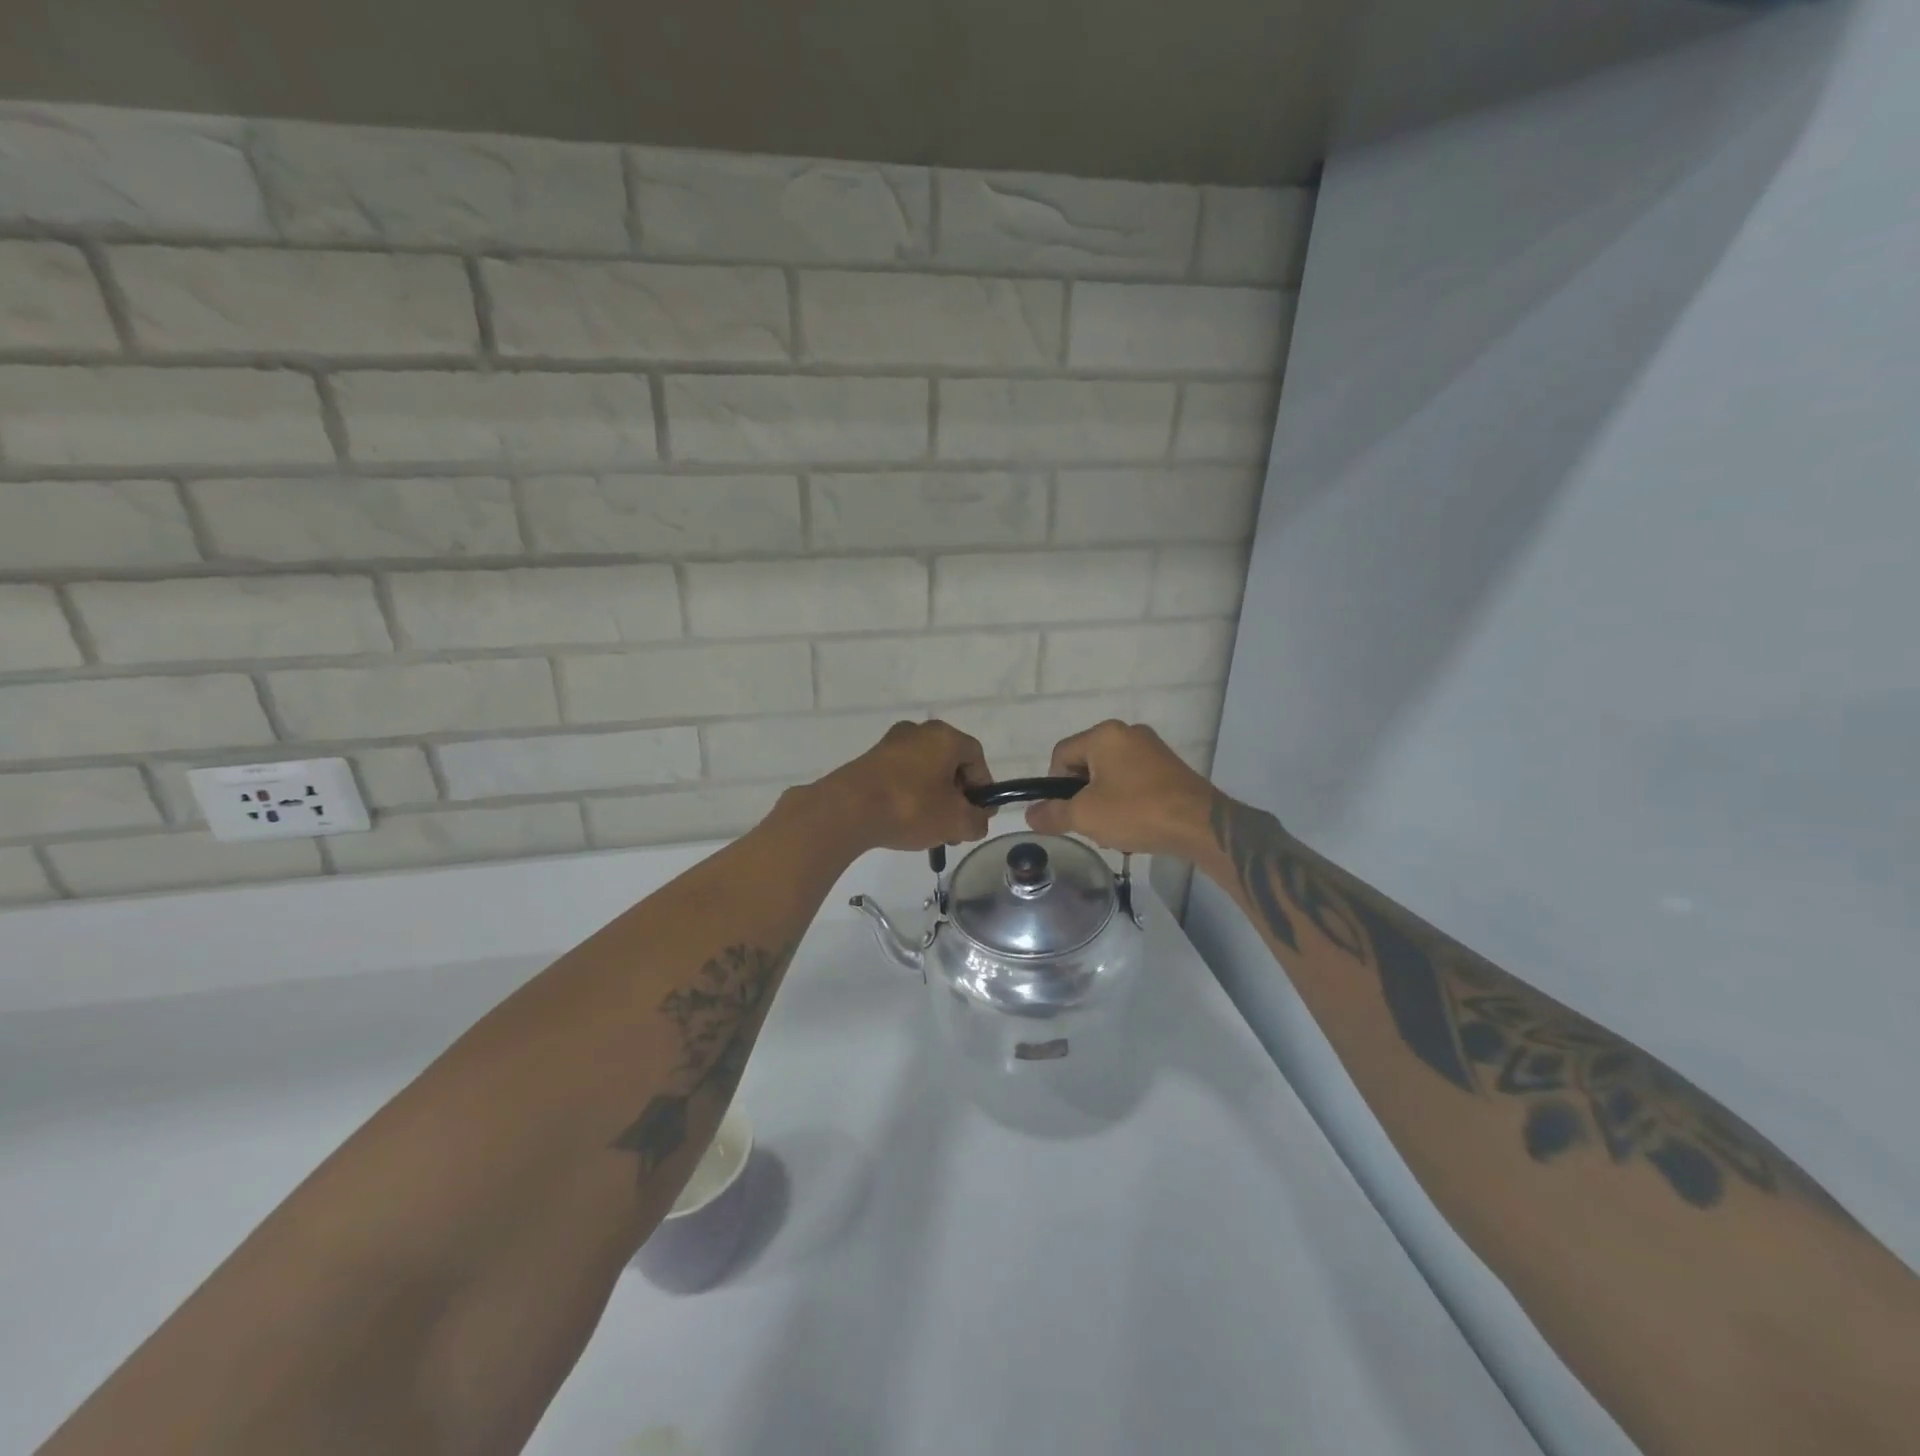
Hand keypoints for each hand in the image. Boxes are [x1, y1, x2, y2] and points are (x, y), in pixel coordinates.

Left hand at [816, 720, 992, 852]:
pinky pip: (902, 776)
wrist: (847, 810)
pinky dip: (910, 795)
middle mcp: (919, 731)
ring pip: (925, 771)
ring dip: (934, 798)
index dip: (983, 788)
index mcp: (945, 737)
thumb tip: (977, 820)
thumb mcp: (955, 821)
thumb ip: (977, 822)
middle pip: (950, 763)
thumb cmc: (911, 807)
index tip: (979, 815)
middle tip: (955, 826)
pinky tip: (905, 821)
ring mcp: (891, 744)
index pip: (976, 758)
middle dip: (957, 796)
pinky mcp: (870, 760)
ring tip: (930, 830)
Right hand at [1025, 720, 1213, 857]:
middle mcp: (1128, 732)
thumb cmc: (1136, 812)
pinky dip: (1127, 801)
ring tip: (1114, 829)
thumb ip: (1052, 814)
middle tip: (1089, 823)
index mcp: (1104, 734)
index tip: (1065, 812)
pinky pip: (1134, 780)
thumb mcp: (1085, 816)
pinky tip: (1135, 825)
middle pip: (1086, 764)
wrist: (1200, 825)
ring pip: (1110, 775)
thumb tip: (1030, 815)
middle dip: (1081, 796)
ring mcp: (1152, 749)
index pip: (1061, 754)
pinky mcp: (1169, 767)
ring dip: (1104, 801)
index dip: (1054, 785)